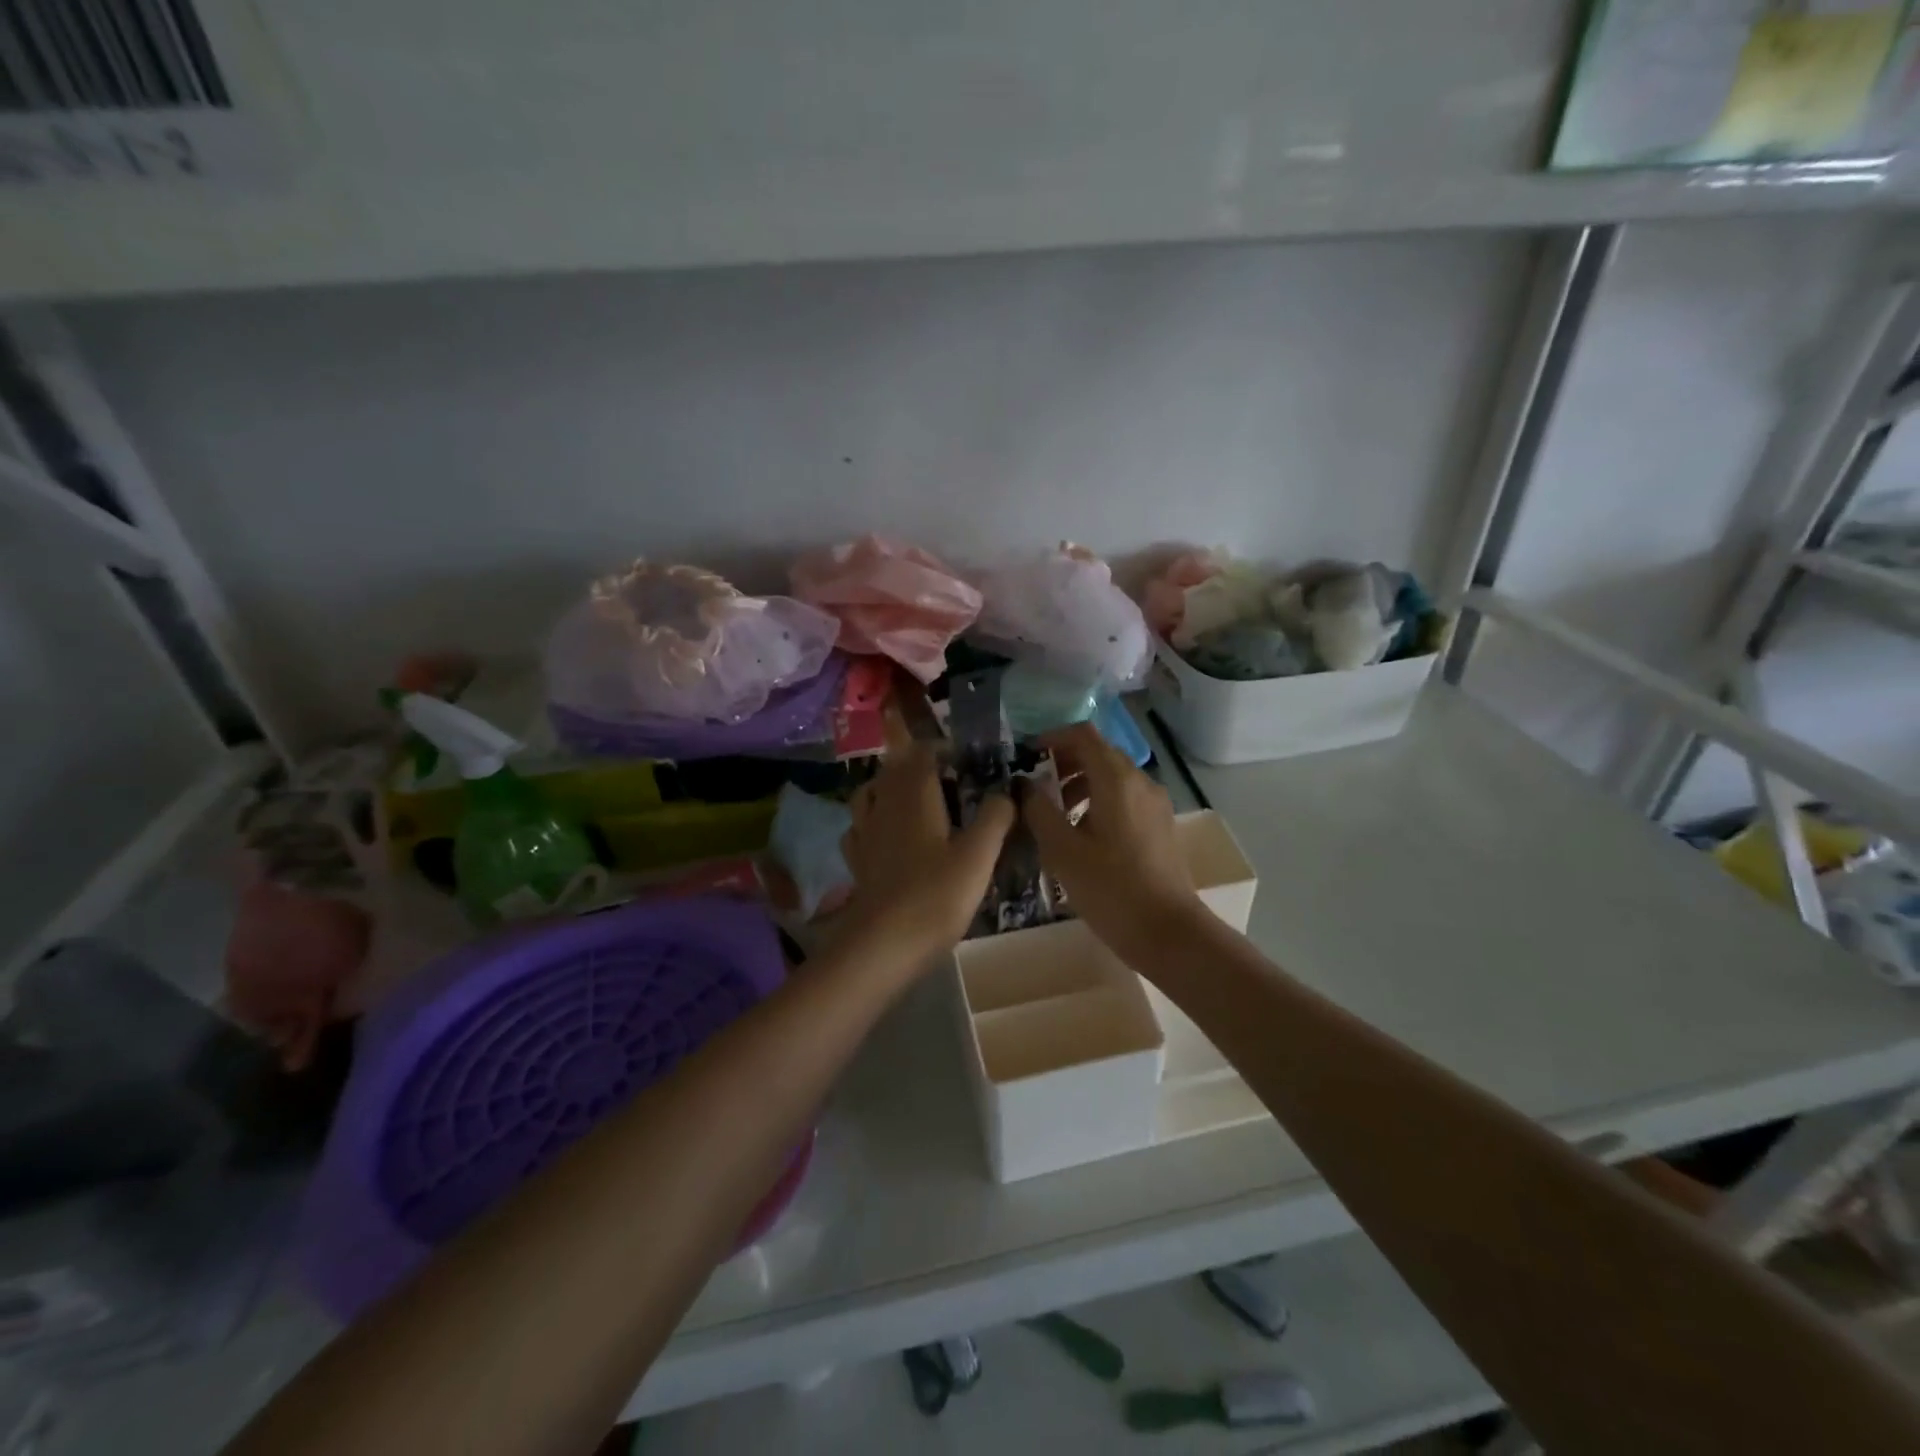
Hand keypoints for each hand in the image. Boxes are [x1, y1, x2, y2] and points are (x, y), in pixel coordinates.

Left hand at [840, 732, 1014, 961]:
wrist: (884, 944)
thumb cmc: (936, 895)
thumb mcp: (979, 856)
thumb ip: (995, 818)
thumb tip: (1005, 792)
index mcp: (914, 795)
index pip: (923, 753)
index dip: (943, 749)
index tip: (966, 757)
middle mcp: (884, 804)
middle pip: (894, 769)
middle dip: (917, 765)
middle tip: (948, 778)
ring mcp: (865, 832)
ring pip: (871, 793)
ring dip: (890, 788)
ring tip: (914, 800)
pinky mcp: (857, 860)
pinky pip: (860, 827)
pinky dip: (873, 821)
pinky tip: (886, 836)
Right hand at [1022, 723, 1203, 956]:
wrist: (1169, 932)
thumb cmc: (1111, 889)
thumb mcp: (1062, 850)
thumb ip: (1038, 810)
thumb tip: (1024, 785)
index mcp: (1116, 779)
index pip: (1083, 735)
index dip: (1052, 738)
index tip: (1027, 757)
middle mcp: (1140, 782)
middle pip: (1099, 753)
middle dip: (1065, 763)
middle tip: (1037, 790)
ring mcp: (1155, 804)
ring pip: (1113, 778)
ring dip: (1081, 785)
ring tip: (1056, 818)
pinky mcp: (1161, 826)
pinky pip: (1125, 798)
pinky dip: (1099, 802)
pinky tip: (1083, 837)